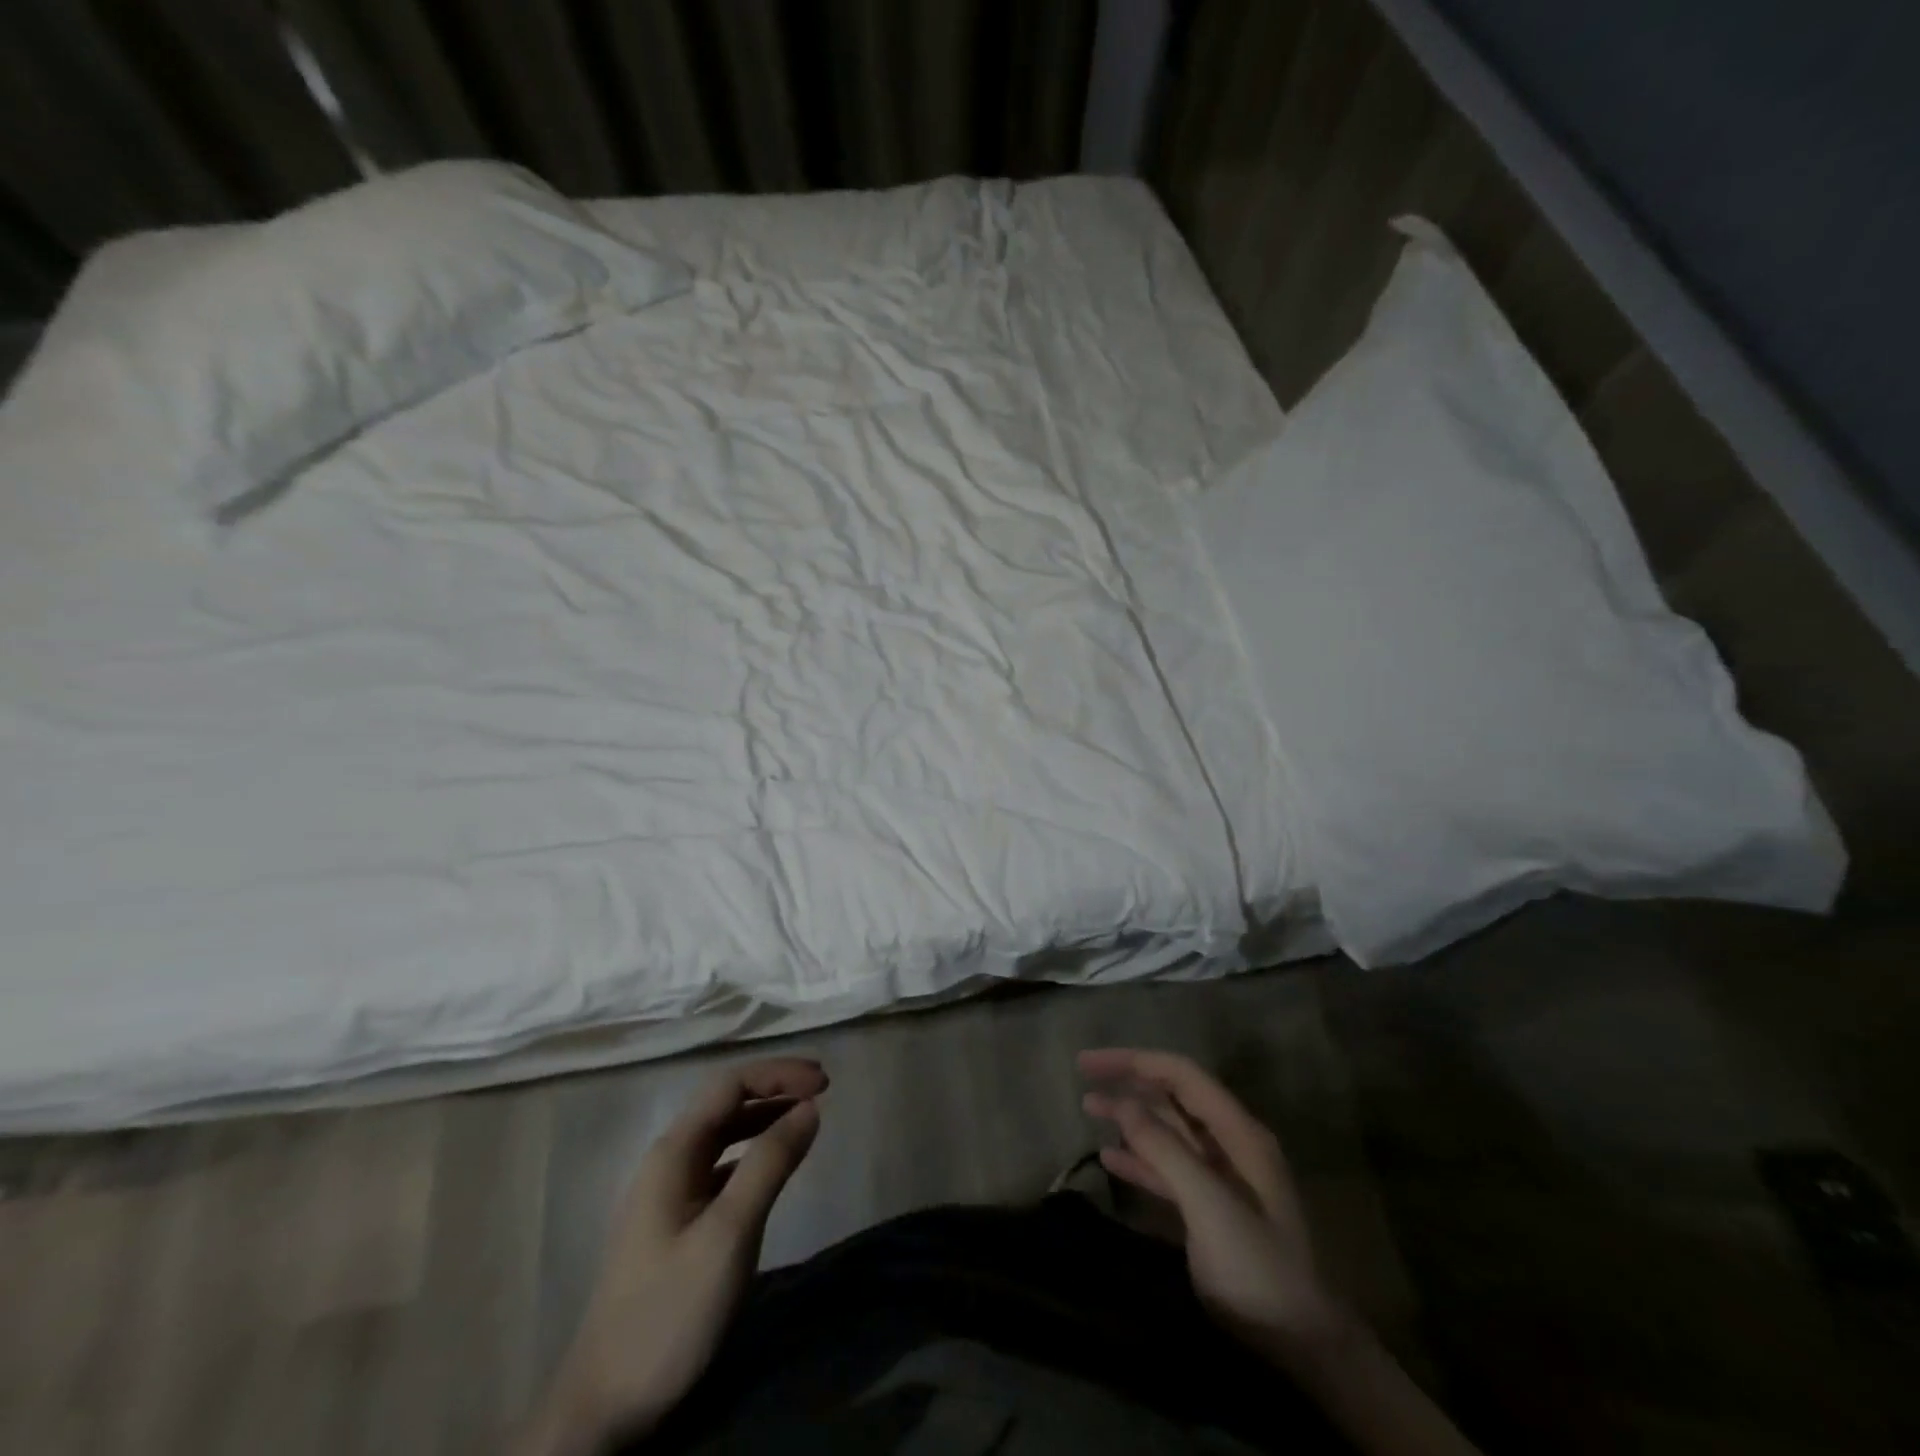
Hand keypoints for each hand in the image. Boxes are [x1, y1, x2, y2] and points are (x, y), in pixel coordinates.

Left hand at [518, 1057, 826, 1454]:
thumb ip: (770, 1164)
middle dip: (775, 1089)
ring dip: (766, 1119)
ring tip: (807, 1120)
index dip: (779, 1074)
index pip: (731, 1085)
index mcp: (673, 1152)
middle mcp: (667, 1161)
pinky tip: (774, 1167)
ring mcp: (668, 1193)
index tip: (825, 1083)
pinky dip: (753, 1154)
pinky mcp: (674, 1223)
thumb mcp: (729, 1234)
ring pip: (724, 1135)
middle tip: (824, 1093)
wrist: (604, 1406)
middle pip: (726, 1103)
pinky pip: (721, 1167)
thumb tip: (809, 1108)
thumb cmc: (670, 1311)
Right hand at [1078, 1048, 1344, 1363]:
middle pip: (1174, 1097)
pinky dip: (1139, 1158)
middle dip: (1130, 1083)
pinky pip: (1168, 1169)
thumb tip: (1122, 1102)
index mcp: (1239, 1132)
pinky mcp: (1210, 1208)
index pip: (1182, 1074)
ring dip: (1130, 1118)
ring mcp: (1221, 1177)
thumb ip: (1165, 1150)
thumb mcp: (1210, 1206)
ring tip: (1088, 1108)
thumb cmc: (1259, 1270)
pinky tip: (1109, 1157)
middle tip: (1084, 1078)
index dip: (1135, 1061)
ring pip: (1168, 1131)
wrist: (1303, 1350)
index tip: (1090, 1063)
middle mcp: (1230, 1144)